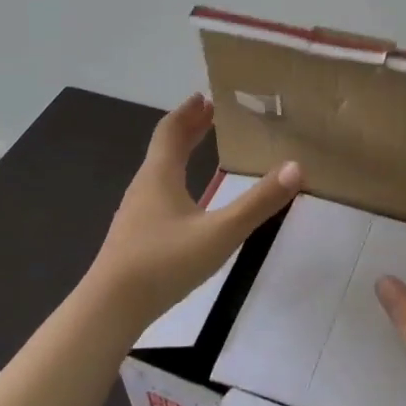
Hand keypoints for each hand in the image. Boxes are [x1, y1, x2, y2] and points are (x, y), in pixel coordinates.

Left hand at [87, 93, 301, 325]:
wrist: (110, 309)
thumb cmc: (164, 262)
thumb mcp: (220, 232)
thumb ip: (258, 202)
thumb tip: (296, 167)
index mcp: (159, 176)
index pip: (170, 131)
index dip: (187, 112)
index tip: (205, 97)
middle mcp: (144, 187)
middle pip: (164, 148)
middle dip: (187, 129)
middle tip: (210, 114)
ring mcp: (136, 214)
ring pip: (159, 171)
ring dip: (180, 154)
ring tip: (202, 150)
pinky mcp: (134, 237)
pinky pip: (158, 194)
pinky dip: (176, 180)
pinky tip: (188, 202)